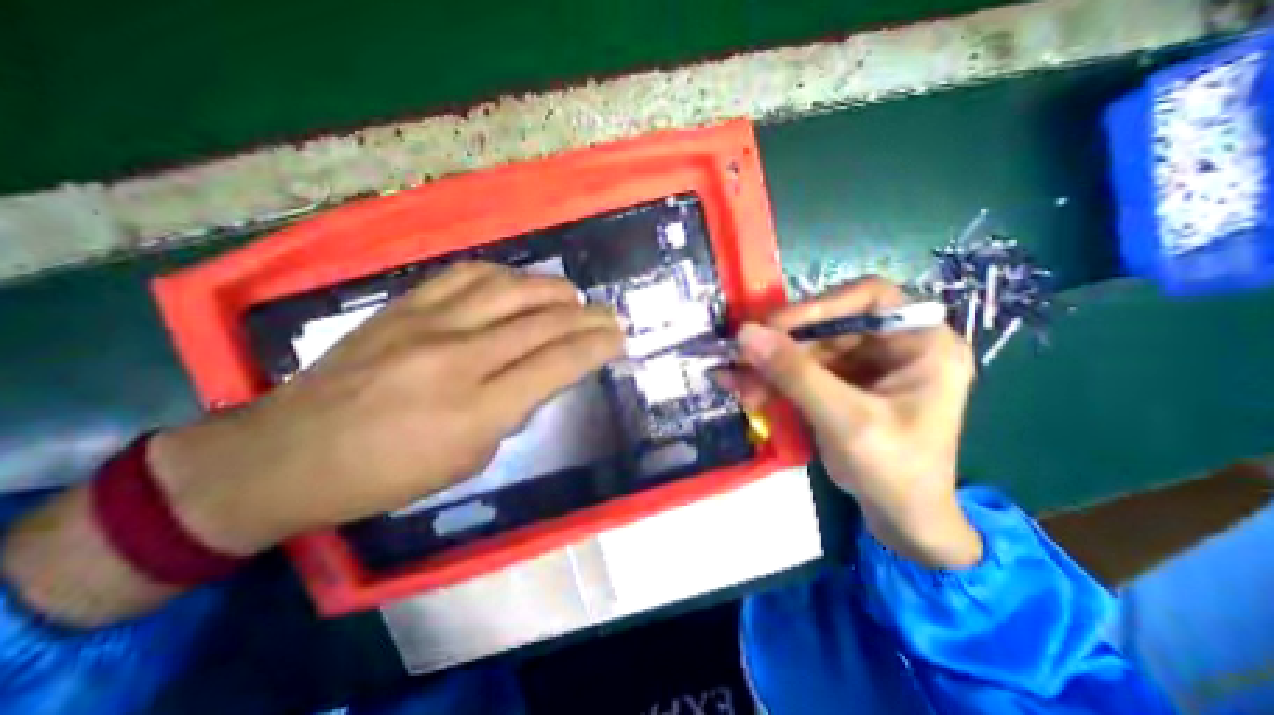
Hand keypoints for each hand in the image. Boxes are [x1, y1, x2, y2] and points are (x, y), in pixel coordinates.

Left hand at [151, 265, 624, 556]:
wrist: (288, 454)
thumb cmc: (388, 474)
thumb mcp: (470, 459)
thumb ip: (514, 410)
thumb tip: (542, 374)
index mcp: (478, 409)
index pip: (558, 363)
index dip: (597, 347)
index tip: (618, 339)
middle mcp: (460, 357)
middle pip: (544, 322)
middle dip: (589, 317)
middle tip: (610, 316)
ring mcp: (429, 323)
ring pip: (512, 289)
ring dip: (554, 291)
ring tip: (573, 299)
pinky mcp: (404, 305)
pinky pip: (469, 275)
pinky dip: (507, 276)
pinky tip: (520, 285)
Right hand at [722, 277, 977, 567]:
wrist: (901, 520)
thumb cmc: (895, 471)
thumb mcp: (845, 420)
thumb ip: (795, 374)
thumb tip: (744, 334)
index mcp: (922, 341)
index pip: (868, 297)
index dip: (818, 306)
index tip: (773, 326)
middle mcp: (892, 344)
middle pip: (826, 325)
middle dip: (780, 345)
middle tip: (739, 356)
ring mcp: (862, 363)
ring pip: (804, 348)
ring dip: (767, 365)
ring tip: (733, 380)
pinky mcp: (838, 382)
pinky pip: (797, 370)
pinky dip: (769, 379)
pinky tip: (742, 388)